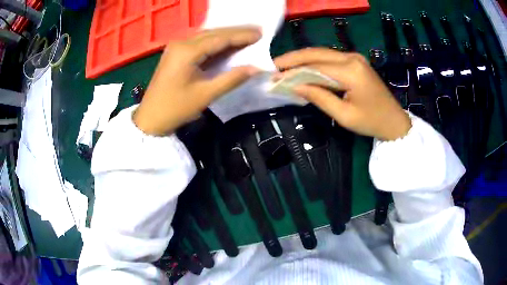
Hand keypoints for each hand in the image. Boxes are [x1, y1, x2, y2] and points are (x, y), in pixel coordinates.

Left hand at [133, 27, 261, 134]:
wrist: (150, 119)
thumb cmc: (176, 108)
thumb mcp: (205, 95)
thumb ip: (232, 79)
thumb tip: (256, 68)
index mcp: (187, 51)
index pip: (220, 38)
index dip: (241, 35)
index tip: (260, 34)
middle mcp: (181, 43)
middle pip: (213, 33)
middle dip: (236, 32)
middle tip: (257, 32)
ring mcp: (176, 47)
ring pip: (206, 36)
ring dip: (226, 36)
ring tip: (247, 36)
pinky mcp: (175, 53)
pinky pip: (199, 42)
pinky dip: (215, 43)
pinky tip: (227, 44)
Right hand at [274, 48, 410, 140]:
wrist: (394, 120)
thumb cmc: (371, 121)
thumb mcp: (344, 115)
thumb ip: (319, 97)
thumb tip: (294, 86)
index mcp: (351, 71)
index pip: (315, 67)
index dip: (293, 72)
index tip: (274, 77)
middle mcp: (351, 58)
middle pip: (316, 53)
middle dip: (294, 58)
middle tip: (274, 65)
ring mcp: (354, 57)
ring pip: (322, 53)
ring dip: (302, 58)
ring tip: (284, 65)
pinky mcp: (355, 61)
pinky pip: (330, 58)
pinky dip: (314, 62)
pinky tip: (303, 67)